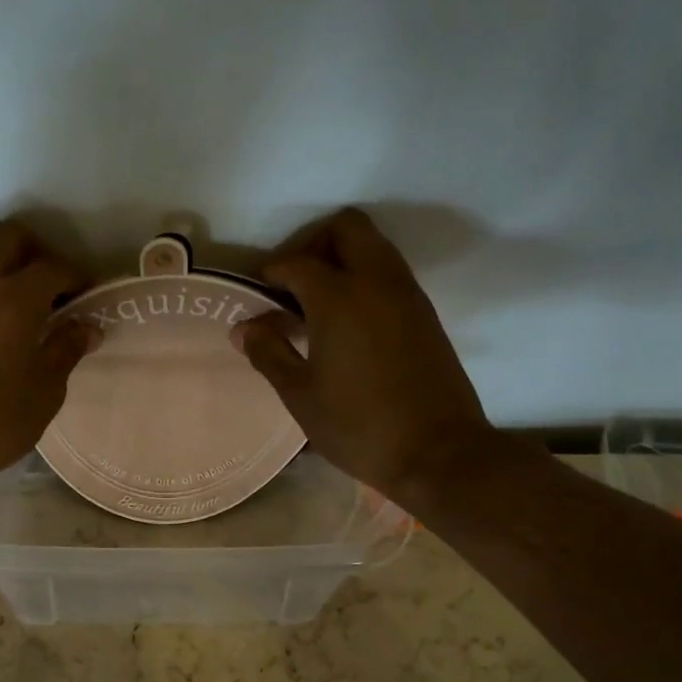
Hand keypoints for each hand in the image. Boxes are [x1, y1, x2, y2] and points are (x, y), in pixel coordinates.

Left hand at [0, 218, 93, 497]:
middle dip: (36, 251)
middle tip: (50, 282)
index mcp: (13, 301)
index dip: (76, 276)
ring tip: (10, 282)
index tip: (85, 294)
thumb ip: (66, 350)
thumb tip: (87, 326)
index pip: (53, 267)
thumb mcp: (44, 394)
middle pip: (8, 236)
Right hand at [237, 208, 500, 500]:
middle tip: (292, 285)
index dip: (270, 272)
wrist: (438, 453)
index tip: (257, 294)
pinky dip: (364, 278)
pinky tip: (346, 323)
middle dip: (312, 244)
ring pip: (373, 245)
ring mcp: (407, 294)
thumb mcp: (300, 395)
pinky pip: (389, 272)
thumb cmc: (358, 426)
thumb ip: (268, 353)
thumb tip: (242, 328)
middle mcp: (377, 282)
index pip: (296, 262)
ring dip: (341, 258)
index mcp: (339, 297)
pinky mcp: (425, 313)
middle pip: (345, 228)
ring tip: (316, 305)